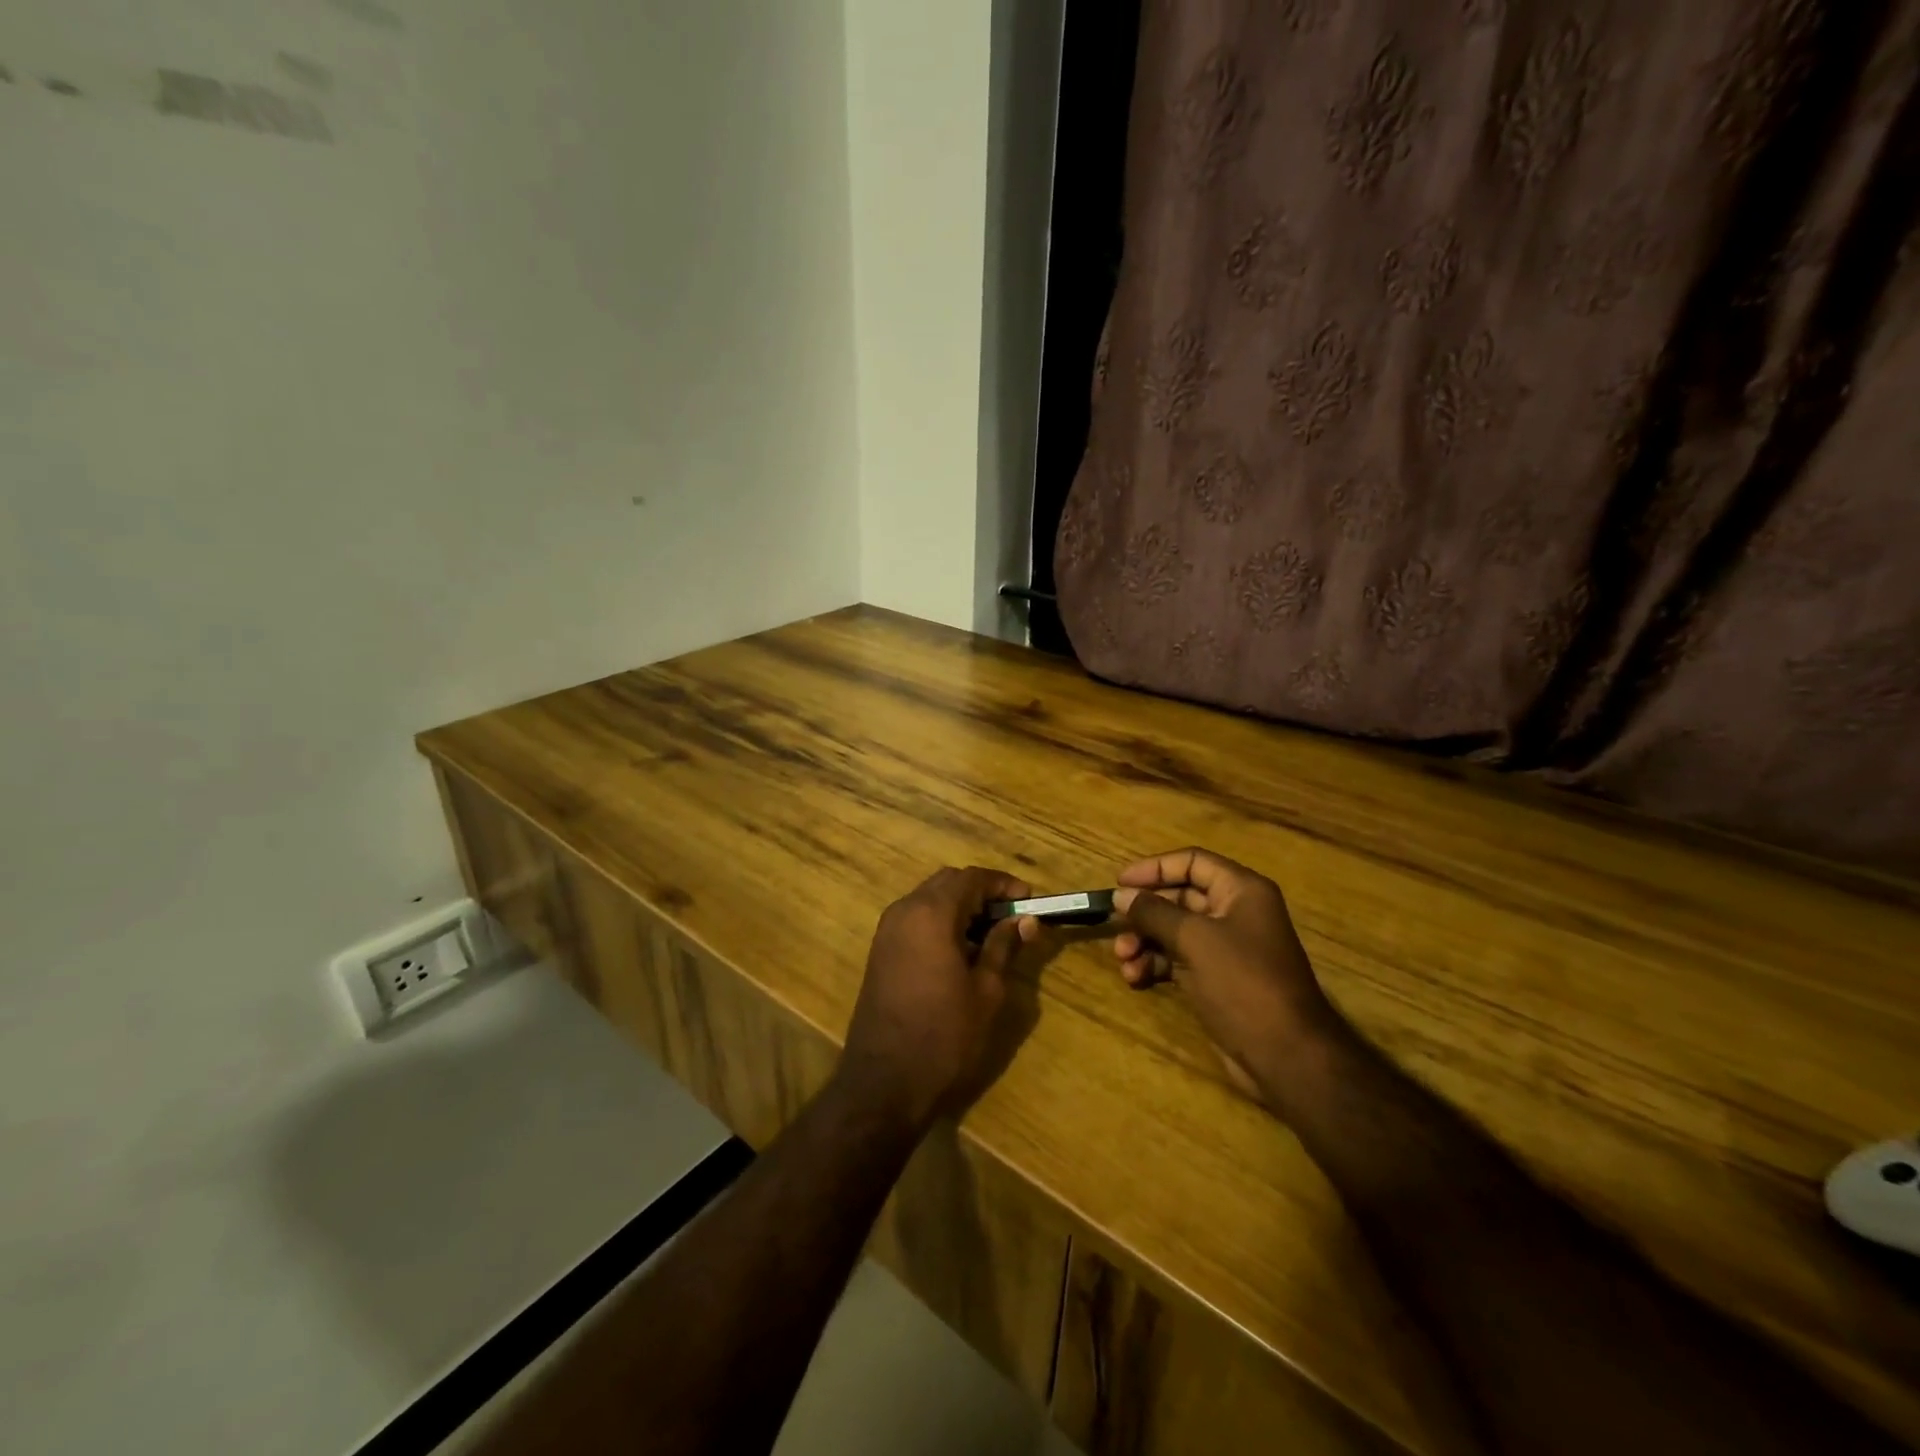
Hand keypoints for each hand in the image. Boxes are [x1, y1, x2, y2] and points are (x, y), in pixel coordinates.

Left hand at [838, 866, 1033, 1131]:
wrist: (884, 1081)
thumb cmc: (944, 1035)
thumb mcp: (986, 991)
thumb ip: (1004, 946)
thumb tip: (1025, 920)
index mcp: (931, 913)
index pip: (972, 878)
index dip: (1003, 883)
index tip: (1029, 900)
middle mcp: (904, 910)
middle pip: (948, 882)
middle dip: (981, 891)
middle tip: (1012, 916)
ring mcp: (887, 930)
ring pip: (929, 898)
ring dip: (960, 905)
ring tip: (991, 934)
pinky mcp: (880, 950)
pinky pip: (915, 918)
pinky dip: (940, 921)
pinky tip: (961, 949)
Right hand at [1112, 848, 1340, 1098]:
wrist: (1286, 1056)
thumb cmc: (1243, 983)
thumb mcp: (1195, 940)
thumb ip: (1154, 913)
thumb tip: (1121, 895)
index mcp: (1241, 891)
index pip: (1192, 862)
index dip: (1155, 868)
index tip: (1119, 883)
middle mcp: (1235, 913)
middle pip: (1179, 898)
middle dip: (1145, 912)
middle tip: (1114, 926)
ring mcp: (1226, 948)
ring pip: (1174, 931)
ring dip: (1145, 941)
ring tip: (1124, 960)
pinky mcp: (1217, 979)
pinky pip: (1178, 959)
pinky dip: (1155, 964)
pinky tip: (1136, 978)